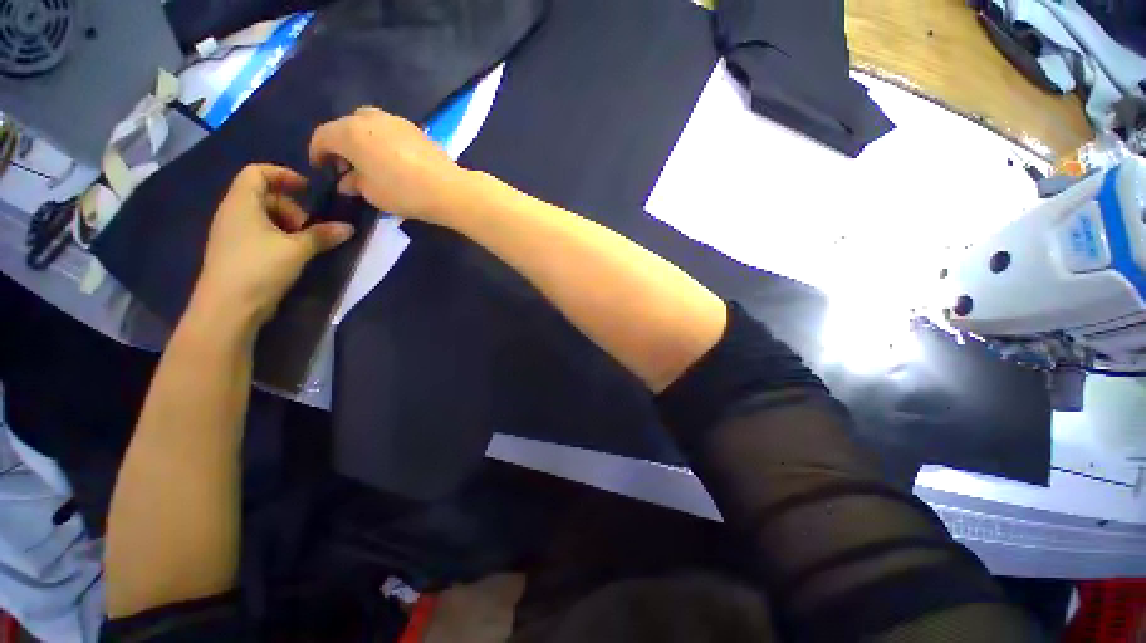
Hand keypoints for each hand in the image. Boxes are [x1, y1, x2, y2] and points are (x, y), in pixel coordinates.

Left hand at [191, 164, 355, 328]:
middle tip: (308, 227)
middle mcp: (232, 213)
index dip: (283, 174)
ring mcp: (232, 233)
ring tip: (302, 243)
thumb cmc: (259, 268)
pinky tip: (291, 254)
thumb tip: (349, 227)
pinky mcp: (235, 251)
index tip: (308, 190)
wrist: (228, 307)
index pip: (257, 172)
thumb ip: (322, 235)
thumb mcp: (297, 249)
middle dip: (291, 206)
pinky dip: (278, 236)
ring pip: (262, 215)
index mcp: (242, 203)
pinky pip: (258, 232)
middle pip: (263, 194)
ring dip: (286, 223)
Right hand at [309, 107, 469, 222]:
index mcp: (349, 132)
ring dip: (363, 140)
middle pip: (345, 125)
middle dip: (341, 144)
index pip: (322, 137)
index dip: (317, 153)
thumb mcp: (371, 193)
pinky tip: (393, 160)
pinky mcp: (416, 129)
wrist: (448, 188)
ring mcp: (395, 120)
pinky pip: (390, 130)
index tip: (322, 169)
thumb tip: (347, 181)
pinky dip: (383, 140)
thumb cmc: (403, 192)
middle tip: (348, 166)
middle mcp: (369, 118)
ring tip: (371, 163)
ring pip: (369, 123)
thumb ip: (354, 183)